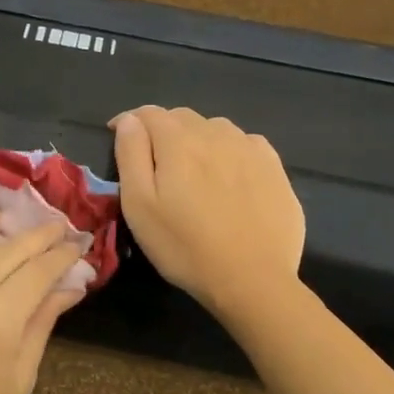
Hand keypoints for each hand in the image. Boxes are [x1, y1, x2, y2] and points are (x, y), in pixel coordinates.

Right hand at [110, 107, 304, 322]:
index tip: (119, 138)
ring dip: (197, 138)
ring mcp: (249, 148)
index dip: (129, 122)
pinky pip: (246, 143)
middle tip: (154, 159)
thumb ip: (131, 155)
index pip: (148, 114)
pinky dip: (230, 149)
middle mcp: (215, 133)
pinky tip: (228, 174)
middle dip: (163, 129)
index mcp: (178, 141)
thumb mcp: (139, 206)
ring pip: (215, 128)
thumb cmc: (184, 247)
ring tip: (192, 168)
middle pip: (182, 117)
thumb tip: (129, 122)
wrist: (252, 279)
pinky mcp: (274, 167)